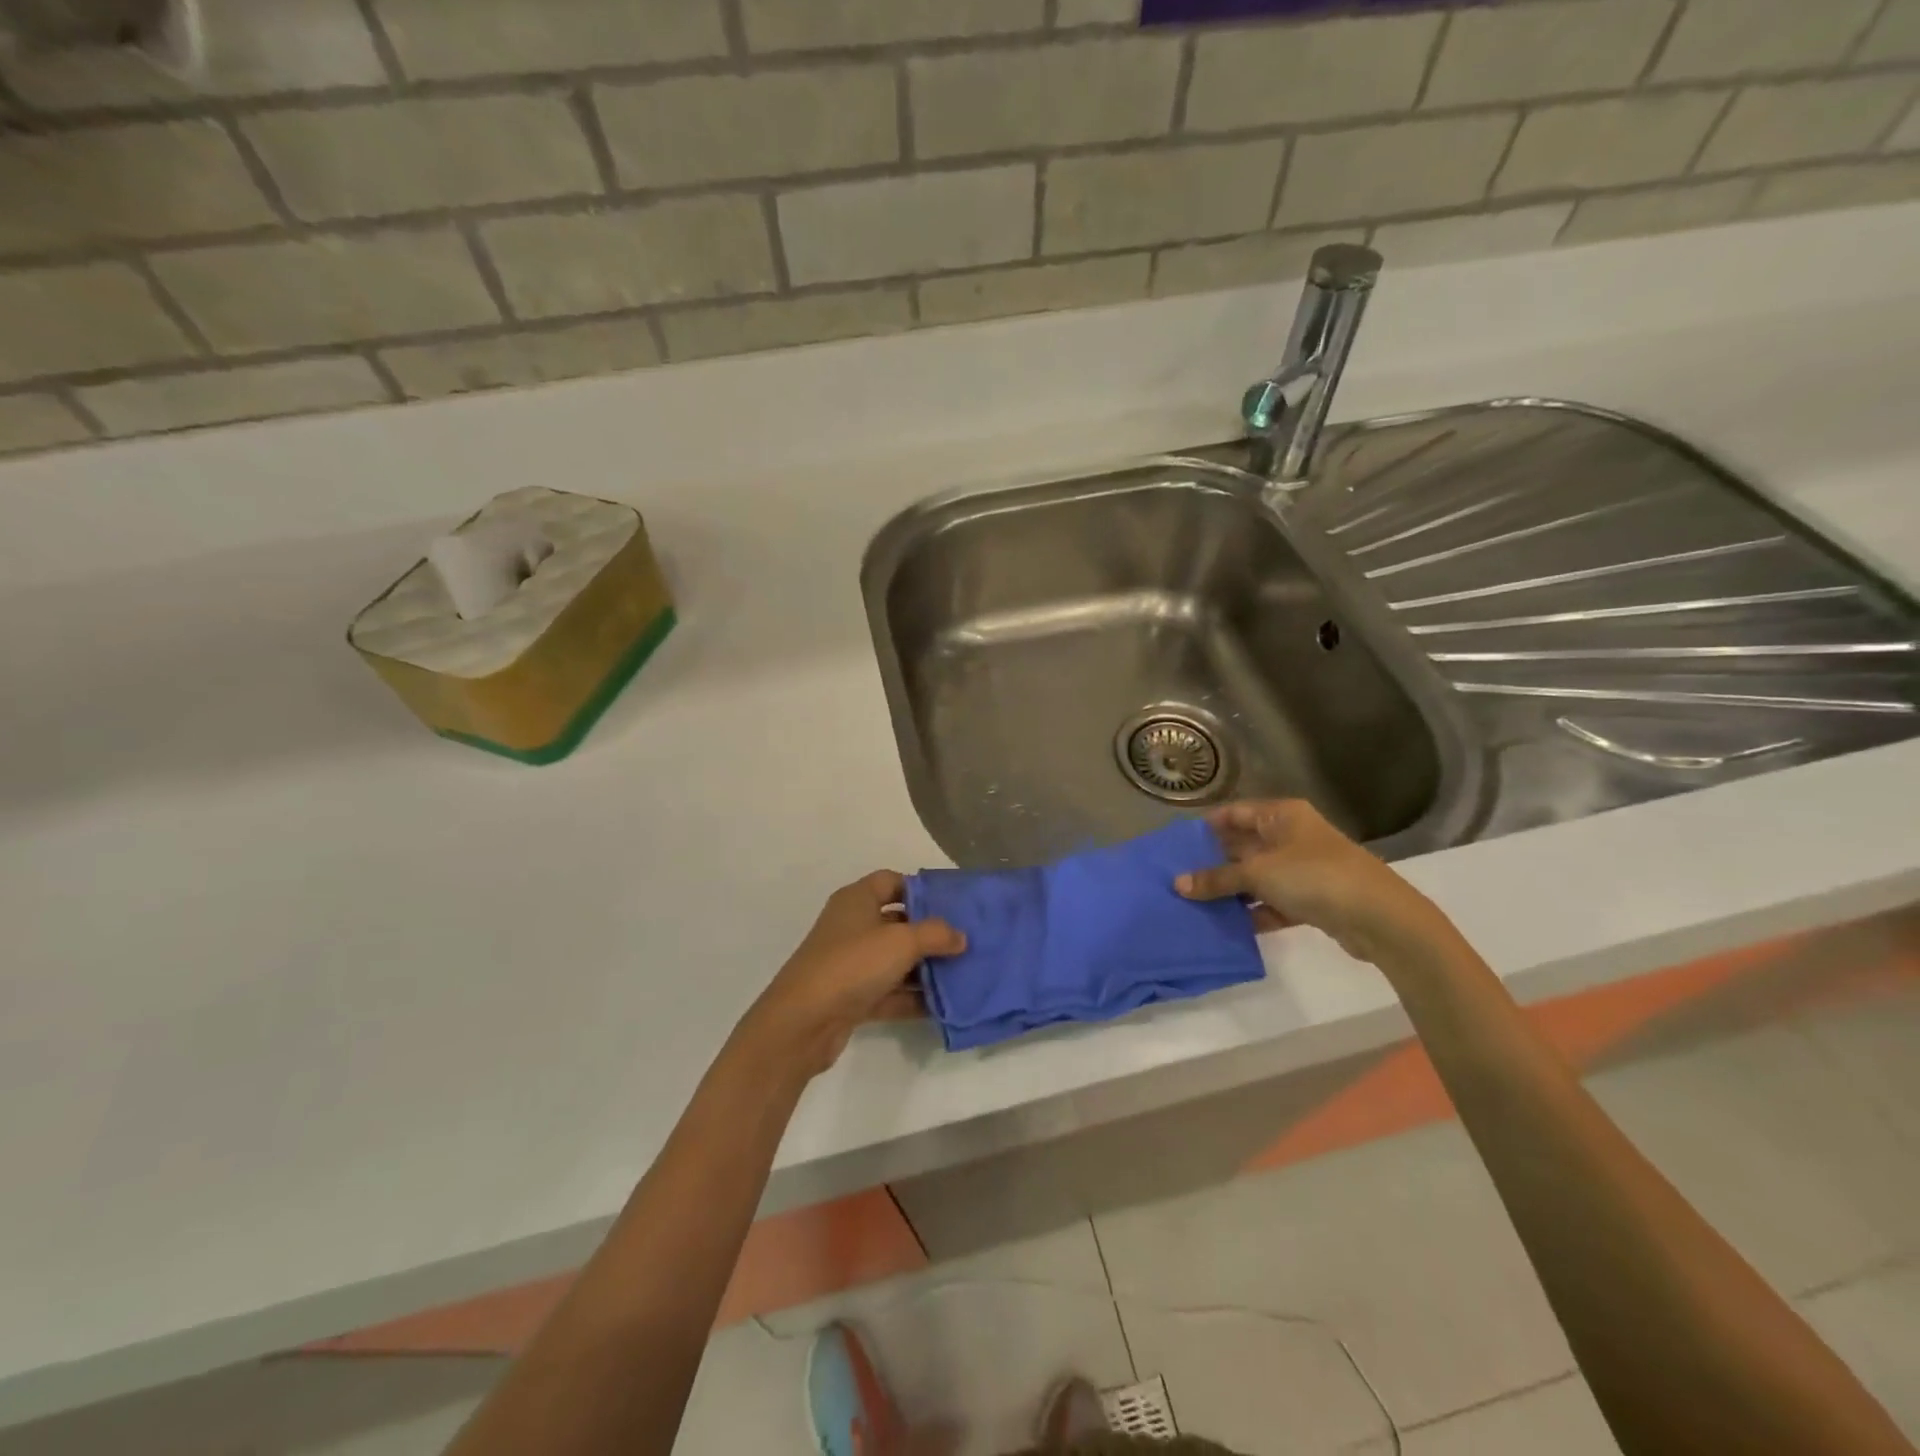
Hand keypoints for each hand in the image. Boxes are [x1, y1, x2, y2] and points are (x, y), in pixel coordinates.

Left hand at [739, 872, 965, 1079]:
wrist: (803, 1022)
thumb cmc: (853, 964)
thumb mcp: (902, 942)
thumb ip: (936, 934)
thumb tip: (960, 936)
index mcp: (857, 899)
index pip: (891, 881)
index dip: (920, 889)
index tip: (952, 905)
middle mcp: (852, 926)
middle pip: (897, 922)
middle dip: (930, 933)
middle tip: (965, 942)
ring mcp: (850, 964)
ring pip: (894, 960)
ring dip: (924, 969)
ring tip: (962, 976)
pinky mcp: (851, 997)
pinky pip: (889, 992)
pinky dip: (911, 998)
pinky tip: (943, 1006)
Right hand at [1175, 799, 1446, 963]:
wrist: (1379, 917)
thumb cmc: (1314, 876)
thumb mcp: (1258, 873)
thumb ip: (1217, 879)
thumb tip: (1178, 884)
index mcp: (1281, 815)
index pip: (1234, 813)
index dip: (1206, 827)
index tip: (1176, 846)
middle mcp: (1292, 836)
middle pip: (1244, 846)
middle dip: (1214, 863)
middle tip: (1178, 878)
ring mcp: (1303, 868)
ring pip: (1257, 877)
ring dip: (1232, 891)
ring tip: (1195, 904)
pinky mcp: (1312, 899)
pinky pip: (1273, 902)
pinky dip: (1254, 912)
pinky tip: (1228, 926)